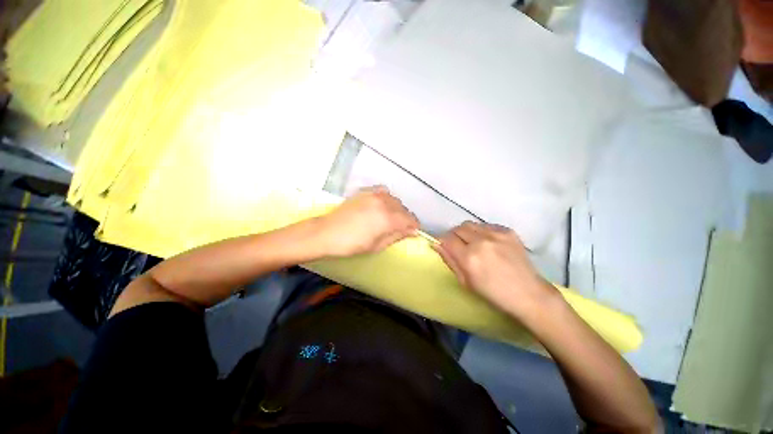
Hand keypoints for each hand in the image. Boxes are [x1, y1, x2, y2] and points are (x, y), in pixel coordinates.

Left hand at [319, 186, 418, 256]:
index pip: (410, 220)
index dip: (413, 227)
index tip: (411, 233)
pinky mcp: (365, 192)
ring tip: (389, 218)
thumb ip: (396, 236)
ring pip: (395, 200)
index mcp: (388, 219)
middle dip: (405, 219)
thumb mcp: (377, 245)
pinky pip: (383, 191)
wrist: (327, 232)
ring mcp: (374, 195)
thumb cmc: (352, 244)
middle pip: (404, 209)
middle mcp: (384, 203)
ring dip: (397, 209)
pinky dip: (386, 198)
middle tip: (399, 229)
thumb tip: (412, 232)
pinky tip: (381, 206)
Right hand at [433, 222, 557, 322]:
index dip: (442, 242)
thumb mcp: (465, 282)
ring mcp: (496, 234)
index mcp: (469, 257)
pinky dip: (481, 232)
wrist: (529, 294)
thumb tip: (436, 244)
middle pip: (457, 228)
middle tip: (459, 246)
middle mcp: (481, 241)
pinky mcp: (508, 231)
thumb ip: (449, 260)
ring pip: (470, 224)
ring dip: (467, 233)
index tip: (444, 247)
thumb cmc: (493, 294)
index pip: (446, 239)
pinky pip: (486, 225)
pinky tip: (488, 243)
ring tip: (474, 244)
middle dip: (454, 236)